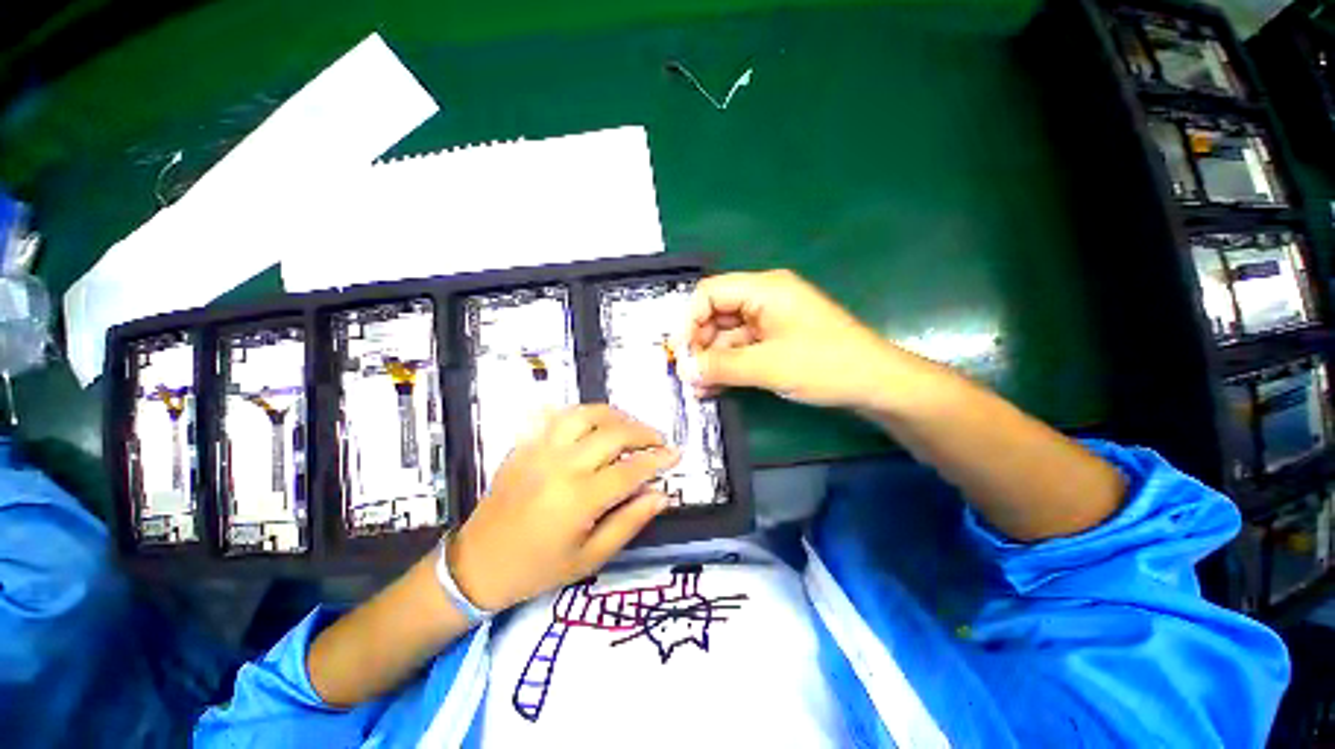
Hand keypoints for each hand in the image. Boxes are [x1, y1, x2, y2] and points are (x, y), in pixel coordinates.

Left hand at [448, 405, 679, 611]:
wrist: (477, 564)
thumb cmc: (537, 568)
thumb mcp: (590, 557)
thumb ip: (630, 522)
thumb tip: (661, 495)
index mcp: (579, 499)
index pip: (631, 470)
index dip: (659, 460)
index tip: (677, 454)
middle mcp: (561, 466)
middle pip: (613, 434)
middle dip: (644, 433)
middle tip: (659, 441)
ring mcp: (540, 450)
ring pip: (586, 414)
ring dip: (616, 416)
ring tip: (631, 427)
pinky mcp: (526, 445)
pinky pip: (559, 417)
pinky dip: (584, 414)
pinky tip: (596, 424)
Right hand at [685, 269, 914, 408]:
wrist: (876, 384)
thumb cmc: (824, 365)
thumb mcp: (767, 366)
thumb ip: (721, 366)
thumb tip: (683, 371)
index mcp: (764, 289)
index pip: (710, 293)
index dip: (689, 321)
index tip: (680, 354)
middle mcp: (764, 298)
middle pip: (716, 314)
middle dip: (698, 344)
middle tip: (688, 375)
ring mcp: (770, 320)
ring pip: (727, 335)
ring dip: (711, 360)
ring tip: (698, 388)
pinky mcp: (775, 340)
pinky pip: (741, 349)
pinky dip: (727, 366)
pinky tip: (714, 387)